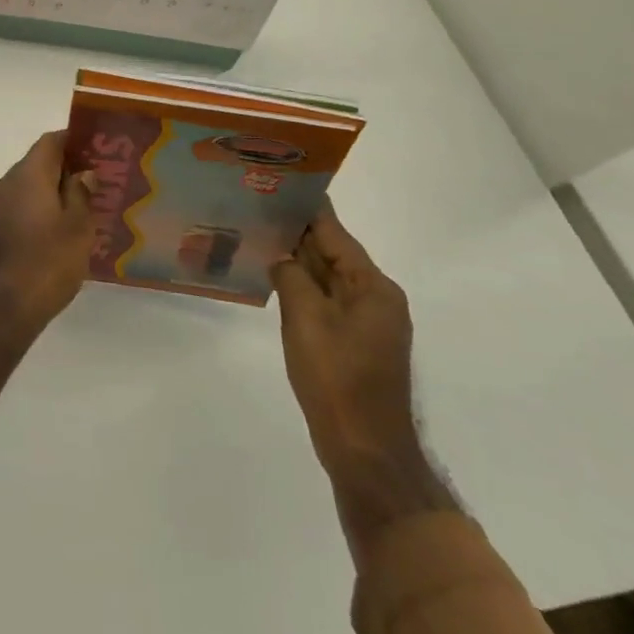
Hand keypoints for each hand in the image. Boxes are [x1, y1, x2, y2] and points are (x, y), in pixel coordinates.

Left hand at [0, 130, 97, 332]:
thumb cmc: (44, 263)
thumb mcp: (77, 229)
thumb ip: (81, 195)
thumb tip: (83, 172)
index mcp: (29, 173)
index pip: (52, 141)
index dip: (75, 141)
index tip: (98, 151)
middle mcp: (8, 182)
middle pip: (39, 164)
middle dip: (67, 170)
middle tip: (98, 184)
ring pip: (29, 189)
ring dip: (53, 195)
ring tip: (84, 211)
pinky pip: (20, 210)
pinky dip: (39, 214)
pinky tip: (58, 236)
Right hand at [274, 202, 453, 562]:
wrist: (365, 452)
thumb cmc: (338, 380)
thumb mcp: (306, 319)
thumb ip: (292, 275)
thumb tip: (282, 254)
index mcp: (373, 286)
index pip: (334, 233)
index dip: (306, 207)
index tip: (278, 181)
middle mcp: (377, 297)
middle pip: (332, 252)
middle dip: (297, 231)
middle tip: (256, 204)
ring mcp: (368, 322)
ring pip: (327, 277)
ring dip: (297, 259)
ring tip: (258, 233)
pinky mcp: (355, 342)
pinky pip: (325, 300)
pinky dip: (302, 285)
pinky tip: (274, 277)